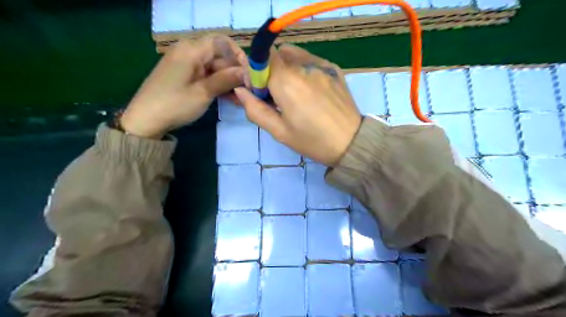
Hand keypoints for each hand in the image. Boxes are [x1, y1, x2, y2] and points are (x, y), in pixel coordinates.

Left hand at [121, 36, 248, 137]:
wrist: (145, 120)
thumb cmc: (175, 104)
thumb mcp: (203, 92)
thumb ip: (226, 79)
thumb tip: (246, 72)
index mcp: (191, 50)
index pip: (222, 42)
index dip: (238, 56)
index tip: (249, 74)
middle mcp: (189, 52)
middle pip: (219, 56)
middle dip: (235, 73)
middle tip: (249, 91)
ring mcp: (187, 65)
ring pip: (215, 68)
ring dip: (229, 82)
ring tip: (242, 98)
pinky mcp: (186, 76)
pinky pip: (207, 76)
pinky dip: (218, 85)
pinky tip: (230, 98)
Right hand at [236, 46, 361, 167]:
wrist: (351, 142)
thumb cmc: (312, 141)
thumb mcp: (279, 131)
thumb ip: (255, 109)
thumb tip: (240, 91)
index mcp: (286, 82)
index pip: (261, 58)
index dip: (255, 73)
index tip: (260, 92)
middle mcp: (303, 66)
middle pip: (277, 56)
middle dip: (270, 71)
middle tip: (277, 96)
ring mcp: (321, 65)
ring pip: (294, 54)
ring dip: (287, 68)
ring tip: (295, 92)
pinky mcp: (334, 68)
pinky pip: (311, 59)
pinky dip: (303, 68)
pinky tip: (311, 89)